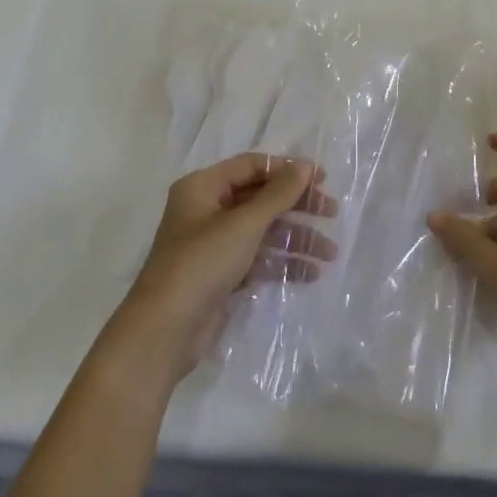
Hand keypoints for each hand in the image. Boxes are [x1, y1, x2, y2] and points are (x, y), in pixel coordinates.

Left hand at [113, 154, 337, 380]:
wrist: (165, 330)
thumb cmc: (202, 263)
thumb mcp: (243, 224)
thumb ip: (278, 194)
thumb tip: (304, 166)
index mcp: (202, 187)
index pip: (251, 166)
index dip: (286, 169)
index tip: (322, 179)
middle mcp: (206, 210)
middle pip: (259, 198)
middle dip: (296, 206)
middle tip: (331, 213)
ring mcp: (213, 244)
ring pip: (262, 231)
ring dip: (295, 238)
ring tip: (329, 253)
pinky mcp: (220, 275)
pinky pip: (257, 259)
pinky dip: (281, 262)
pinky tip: (310, 273)